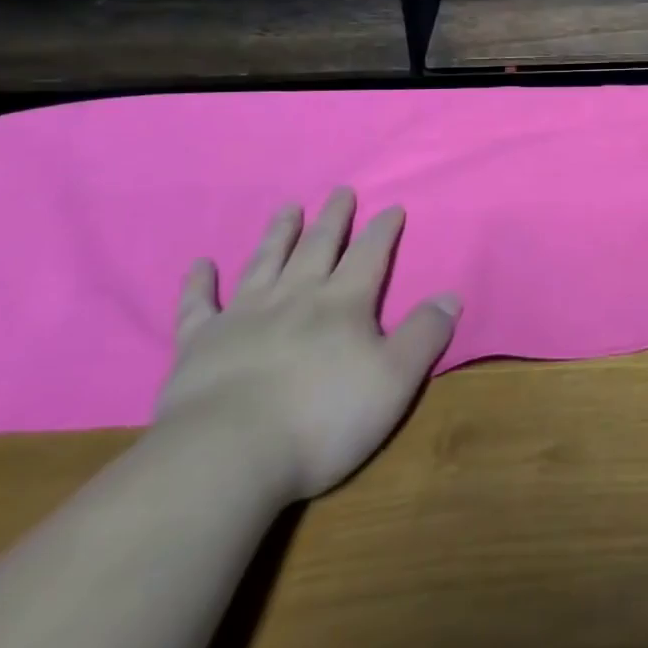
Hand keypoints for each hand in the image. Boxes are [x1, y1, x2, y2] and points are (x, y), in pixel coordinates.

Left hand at [154, 189, 459, 500]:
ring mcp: (243, 316)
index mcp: (343, 303)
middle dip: (333, 218)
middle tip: (340, 191)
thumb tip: (449, 296)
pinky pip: (198, 305)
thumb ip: (424, 335)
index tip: (392, 207)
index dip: (383, 230)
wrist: (228, 456)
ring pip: (265, 262)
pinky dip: (199, 283)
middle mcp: (295, 296)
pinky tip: (200, 264)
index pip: (370, 255)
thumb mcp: (395, 380)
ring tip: (288, 208)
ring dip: (279, 234)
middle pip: (318, 246)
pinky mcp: (199, 344)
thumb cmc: (323, 418)